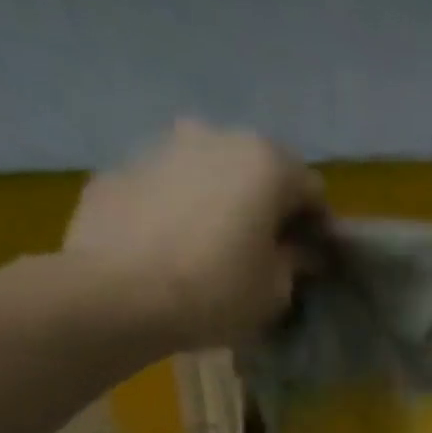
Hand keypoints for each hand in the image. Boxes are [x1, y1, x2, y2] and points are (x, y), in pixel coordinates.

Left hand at [64, 120, 324, 348]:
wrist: (114, 295)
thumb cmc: (216, 291)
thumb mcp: (277, 290)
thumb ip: (297, 261)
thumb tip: (302, 251)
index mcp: (267, 162)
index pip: (312, 190)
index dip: (316, 227)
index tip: (311, 259)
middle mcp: (216, 137)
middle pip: (258, 170)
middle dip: (267, 204)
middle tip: (264, 248)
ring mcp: (161, 146)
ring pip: (208, 171)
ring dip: (220, 199)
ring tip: (213, 244)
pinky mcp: (119, 168)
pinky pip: (166, 186)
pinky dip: (177, 207)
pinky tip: (171, 246)